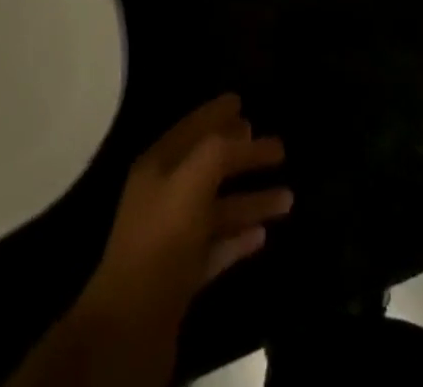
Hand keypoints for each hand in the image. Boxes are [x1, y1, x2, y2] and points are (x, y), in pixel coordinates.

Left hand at [81, 95, 290, 329]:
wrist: (133, 323)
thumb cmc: (162, 239)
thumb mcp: (189, 183)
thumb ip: (216, 152)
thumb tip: (241, 131)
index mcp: (159, 164)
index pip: (193, 127)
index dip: (217, 113)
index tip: (242, 100)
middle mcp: (164, 193)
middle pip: (209, 166)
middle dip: (242, 155)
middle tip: (276, 147)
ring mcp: (174, 236)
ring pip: (218, 208)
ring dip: (250, 199)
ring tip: (289, 197)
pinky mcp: (184, 274)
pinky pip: (217, 246)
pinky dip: (239, 237)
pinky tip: (263, 236)